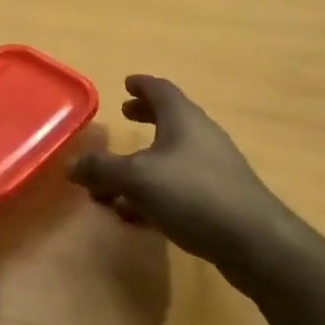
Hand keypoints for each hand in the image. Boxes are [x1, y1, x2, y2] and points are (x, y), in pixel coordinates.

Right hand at [69, 76, 296, 276]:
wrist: (253, 240)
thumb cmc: (192, 194)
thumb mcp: (136, 179)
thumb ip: (101, 170)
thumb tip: (71, 164)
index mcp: (183, 119)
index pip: (160, 89)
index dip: (141, 85)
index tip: (126, 83)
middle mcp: (201, 136)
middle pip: (169, 119)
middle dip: (145, 117)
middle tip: (125, 115)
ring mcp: (214, 167)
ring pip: (172, 155)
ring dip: (145, 161)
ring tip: (118, 178)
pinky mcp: (219, 197)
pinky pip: (180, 185)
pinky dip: (156, 190)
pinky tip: (138, 214)